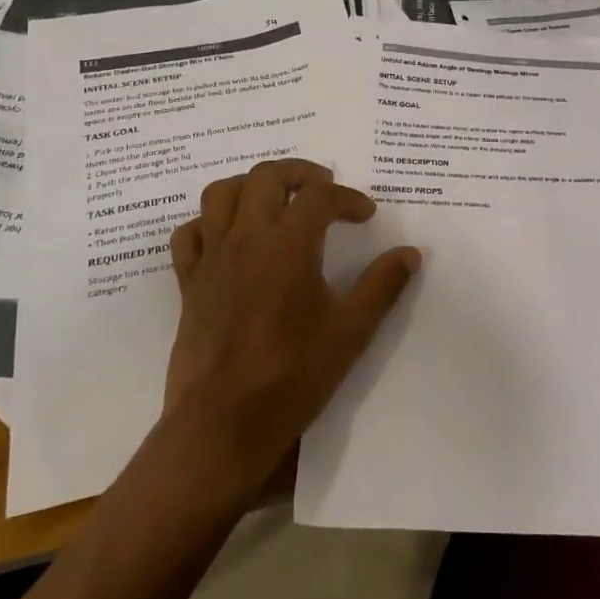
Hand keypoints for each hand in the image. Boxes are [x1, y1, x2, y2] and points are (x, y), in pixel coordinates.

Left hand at [162, 159, 420, 504]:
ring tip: (274, 201)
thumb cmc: (292, 376)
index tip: (364, 215)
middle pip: (267, 175)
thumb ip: (382, 286)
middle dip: (299, 172)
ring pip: (221, 193)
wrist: (222, 425)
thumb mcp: (350, 332)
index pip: (320, 195)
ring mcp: (212, 257)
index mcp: (288, 243)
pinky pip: (189, 233)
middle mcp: (247, 237)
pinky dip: (208, 224)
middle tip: (322, 188)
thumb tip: (410, 253)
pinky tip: (228, 238)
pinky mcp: (189, 282)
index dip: (348, 198)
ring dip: (250, 186)